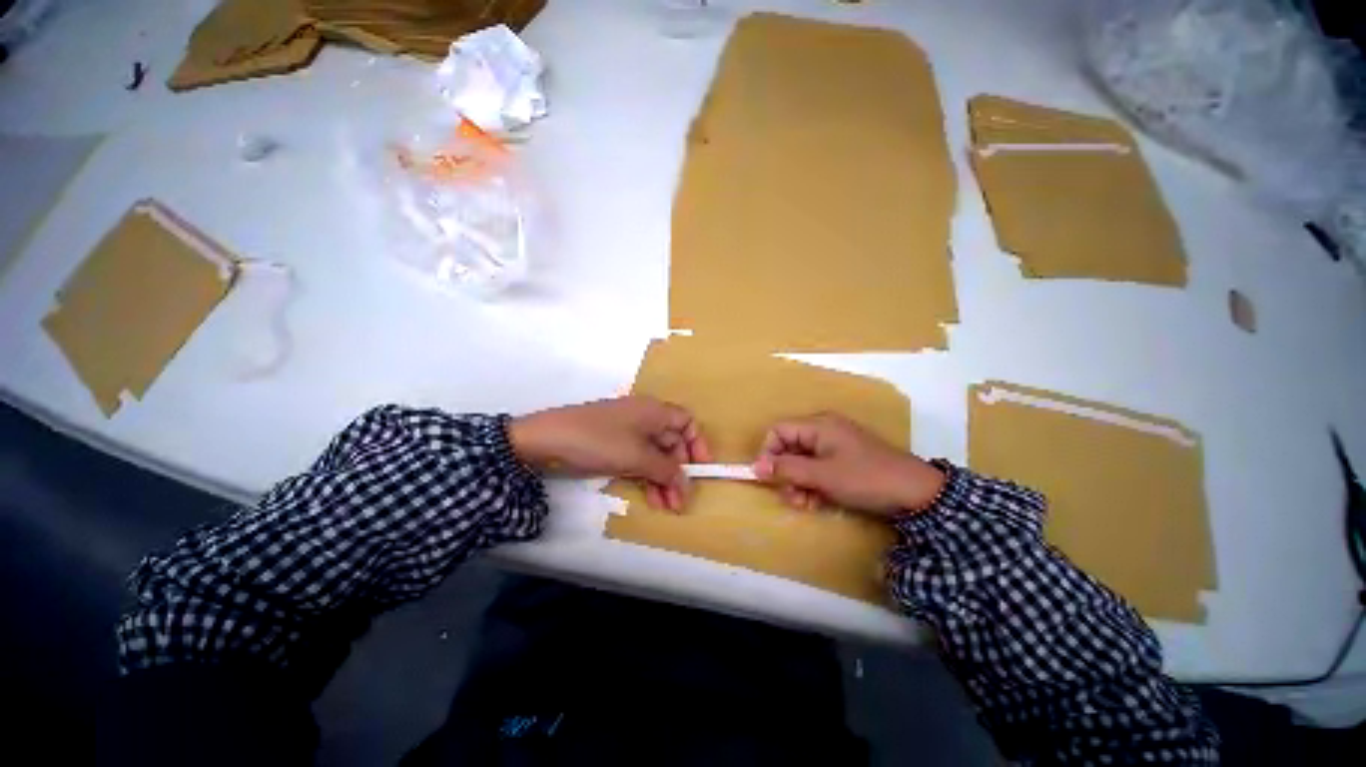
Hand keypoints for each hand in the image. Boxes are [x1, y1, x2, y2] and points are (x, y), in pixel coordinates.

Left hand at [509, 396, 710, 510]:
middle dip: (678, 471)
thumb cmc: (598, 441)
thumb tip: (687, 485)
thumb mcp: (637, 457)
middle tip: (680, 501)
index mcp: (654, 411)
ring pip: (655, 455)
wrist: (545, 440)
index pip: (687, 422)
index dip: (697, 444)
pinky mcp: (613, 445)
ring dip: (663, 479)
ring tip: (667, 507)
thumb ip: (666, 470)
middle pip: (672, 442)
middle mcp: (645, 417)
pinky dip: (646, 477)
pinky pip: (638, 460)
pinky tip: (650, 498)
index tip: (701, 470)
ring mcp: (628, 431)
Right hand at [752, 412, 944, 516]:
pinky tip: (817, 502)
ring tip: (805, 503)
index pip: (778, 431)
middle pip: (789, 447)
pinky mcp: (843, 461)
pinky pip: (817, 469)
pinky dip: (813, 485)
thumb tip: (755, 466)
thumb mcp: (822, 475)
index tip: (767, 477)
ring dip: (798, 483)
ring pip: (801, 461)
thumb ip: (787, 469)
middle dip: (785, 473)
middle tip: (791, 497)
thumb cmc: (865, 478)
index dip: (767, 452)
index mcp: (817, 425)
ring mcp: (834, 446)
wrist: (916, 493)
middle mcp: (823, 431)